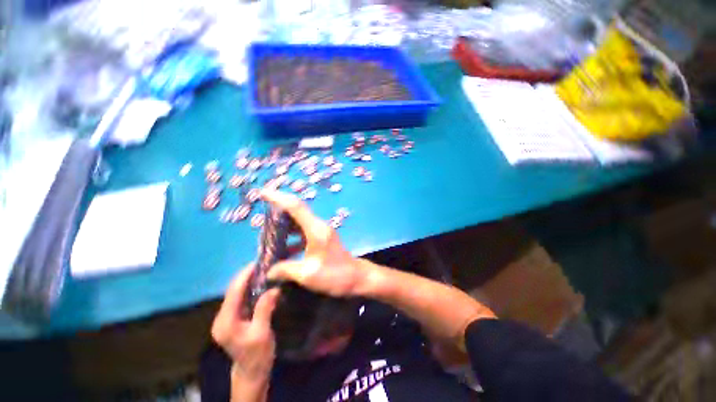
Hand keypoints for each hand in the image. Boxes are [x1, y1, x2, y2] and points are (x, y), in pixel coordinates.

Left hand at [211, 266, 280, 380]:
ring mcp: (226, 318)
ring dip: (248, 280)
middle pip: (232, 290)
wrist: (251, 371)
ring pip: (236, 293)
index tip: (258, 263)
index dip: (244, 275)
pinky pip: (240, 298)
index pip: (233, 292)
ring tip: (263, 270)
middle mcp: (222, 318)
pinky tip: (260, 283)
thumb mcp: (262, 333)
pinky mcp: (232, 318)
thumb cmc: (257, 355)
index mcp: (226, 322)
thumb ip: (265, 309)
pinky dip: (249, 288)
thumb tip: (273, 288)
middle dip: (246, 275)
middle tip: (263, 264)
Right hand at [261, 190, 368, 297]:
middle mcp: (318, 226)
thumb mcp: (308, 275)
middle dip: (278, 212)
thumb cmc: (335, 275)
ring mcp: (321, 231)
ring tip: (267, 235)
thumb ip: (286, 270)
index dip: (278, 198)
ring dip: (284, 226)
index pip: (295, 207)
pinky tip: (283, 250)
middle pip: (296, 212)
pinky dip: (292, 237)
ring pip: (299, 222)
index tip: (262, 193)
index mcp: (315, 229)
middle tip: (260, 218)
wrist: (356, 277)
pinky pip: (303, 232)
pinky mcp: (321, 238)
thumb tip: (268, 271)